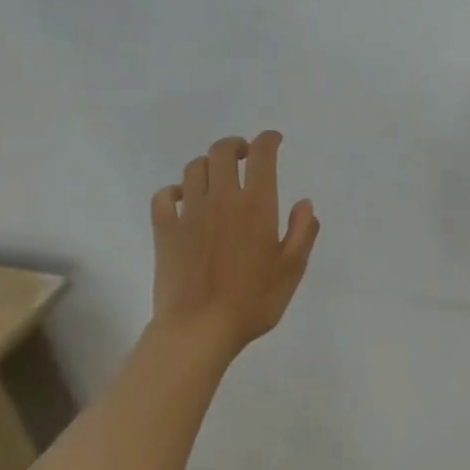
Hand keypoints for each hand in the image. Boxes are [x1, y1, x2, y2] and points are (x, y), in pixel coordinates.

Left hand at [151, 132, 319, 358]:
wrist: (199, 329)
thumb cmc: (254, 301)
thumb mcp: (292, 269)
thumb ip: (303, 231)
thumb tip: (305, 203)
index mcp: (256, 206)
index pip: (261, 156)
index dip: (268, 141)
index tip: (274, 140)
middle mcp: (221, 199)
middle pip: (222, 152)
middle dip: (235, 145)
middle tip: (245, 154)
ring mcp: (189, 213)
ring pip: (194, 169)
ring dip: (208, 164)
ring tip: (218, 176)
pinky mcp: (164, 230)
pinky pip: (164, 196)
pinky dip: (174, 190)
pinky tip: (183, 199)